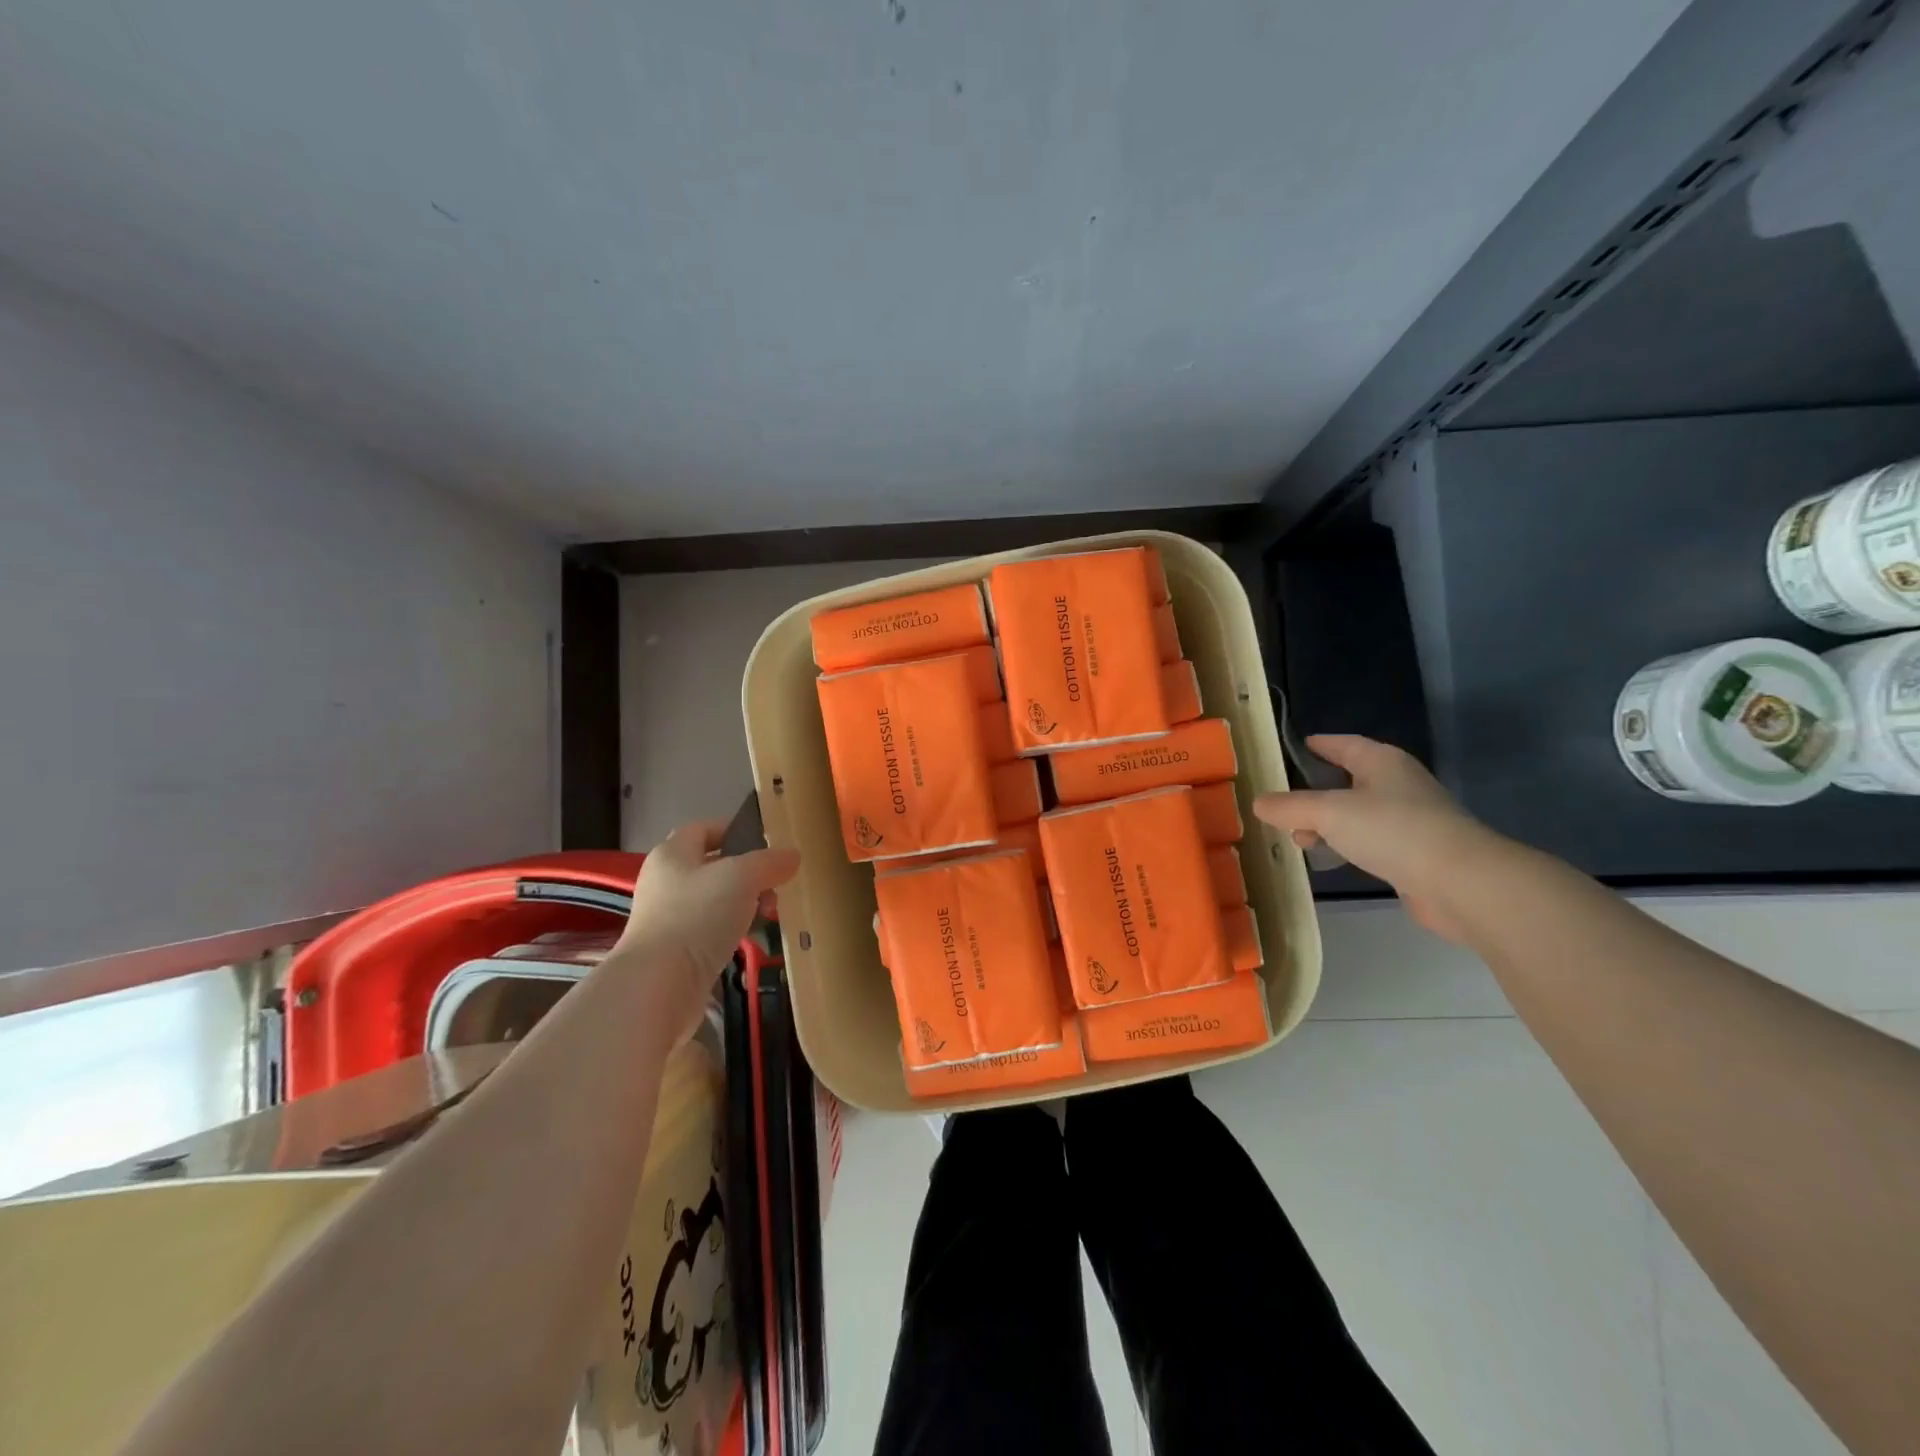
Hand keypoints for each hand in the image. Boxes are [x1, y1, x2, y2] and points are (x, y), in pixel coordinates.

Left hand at [612, 820, 800, 1042]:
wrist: (660, 985)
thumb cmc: (698, 915)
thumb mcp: (742, 876)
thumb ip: (769, 862)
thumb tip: (792, 855)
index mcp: (672, 853)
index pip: (704, 828)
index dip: (734, 829)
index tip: (767, 841)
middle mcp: (665, 881)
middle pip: (712, 865)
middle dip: (748, 872)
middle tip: (776, 883)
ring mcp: (667, 918)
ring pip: (715, 899)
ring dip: (744, 902)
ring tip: (769, 913)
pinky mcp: (675, 950)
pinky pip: (710, 929)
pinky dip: (733, 929)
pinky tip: (751, 938)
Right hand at [1253, 734, 1506, 943]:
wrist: (1461, 883)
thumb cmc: (1392, 831)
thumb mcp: (1328, 813)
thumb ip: (1290, 807)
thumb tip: (1258, 802)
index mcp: (1382, 762)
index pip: (1344, 744)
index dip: (1320, 745)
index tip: (1296, 747)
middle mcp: (1398, 785)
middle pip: (1349, 780)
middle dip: (1315, 792)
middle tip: (1284, 804)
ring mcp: (1410, 820)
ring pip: (1358, 814)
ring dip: (1328, 823)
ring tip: (1299, 838)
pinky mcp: (1415, 853)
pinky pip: (1370, 840)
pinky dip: (1347, 844)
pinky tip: (1331, 858)